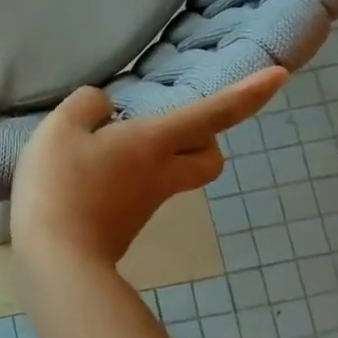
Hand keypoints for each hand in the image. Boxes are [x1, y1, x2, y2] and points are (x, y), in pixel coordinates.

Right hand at [11, 69, 287, 267]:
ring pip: (172, 174)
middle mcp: (160, 174)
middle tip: (170, 123)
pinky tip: (85, 174)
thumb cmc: (61, 186)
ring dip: (158, 155)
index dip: (248, 93)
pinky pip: (137, 190)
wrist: (58, 262)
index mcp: (154, 144)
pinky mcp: (123, 225)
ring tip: (106, 144)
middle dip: (204, 139)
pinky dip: (124, 176)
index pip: (213, 114)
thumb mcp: (61, 130)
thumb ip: (85, 106)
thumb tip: (103, 106)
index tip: (280, 76)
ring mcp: (144, 205)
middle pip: (209, 159)